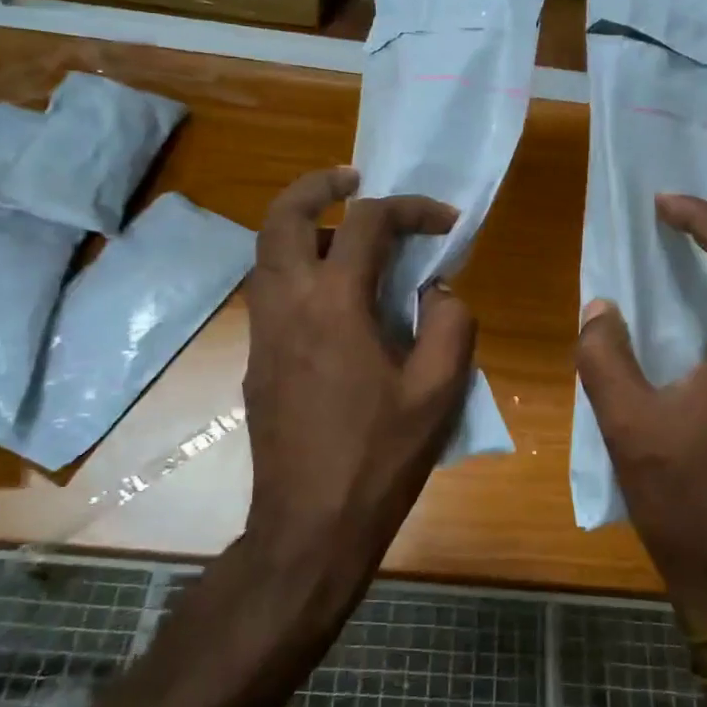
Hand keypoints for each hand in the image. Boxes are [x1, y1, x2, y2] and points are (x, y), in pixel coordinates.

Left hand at [242, 167, 476, 610]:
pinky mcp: (256, 359)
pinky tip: (337, 299)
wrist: (308, 526)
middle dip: (319, 185)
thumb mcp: (439, 392)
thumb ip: (450, 324)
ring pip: (266, 251)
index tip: (446, 222)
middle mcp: (286, 305)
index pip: (367, 223)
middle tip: (355, 179)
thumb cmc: (379, 459)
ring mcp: (262, 332)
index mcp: (334, 305)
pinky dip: (296, 267)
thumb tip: (436, 292)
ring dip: (303, 226)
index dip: (412, 208)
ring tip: (349, 237)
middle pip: (282, 216)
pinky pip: (269, 289)